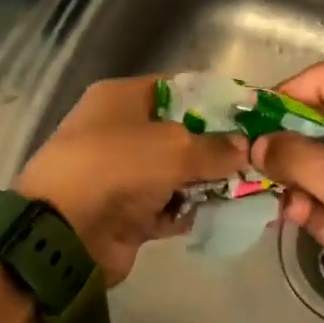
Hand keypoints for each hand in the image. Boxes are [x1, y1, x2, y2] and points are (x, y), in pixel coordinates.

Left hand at [16, 76, 245, 282]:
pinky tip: (223, 215)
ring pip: (176, 174)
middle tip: (257, 158)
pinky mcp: (126, 213)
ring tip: (249, 189)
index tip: (251, 116)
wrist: (67, 233)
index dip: (215, 101)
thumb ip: (215, 147)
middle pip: (180, 134)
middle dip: (217, 147)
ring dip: (207, 183)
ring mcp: (121, 175)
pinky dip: (190, 211)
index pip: (178, 89)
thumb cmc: (118, 169)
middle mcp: (119, 132)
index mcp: (121, 99)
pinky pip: (167, 207)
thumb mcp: (174, 148)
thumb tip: (244, 147)